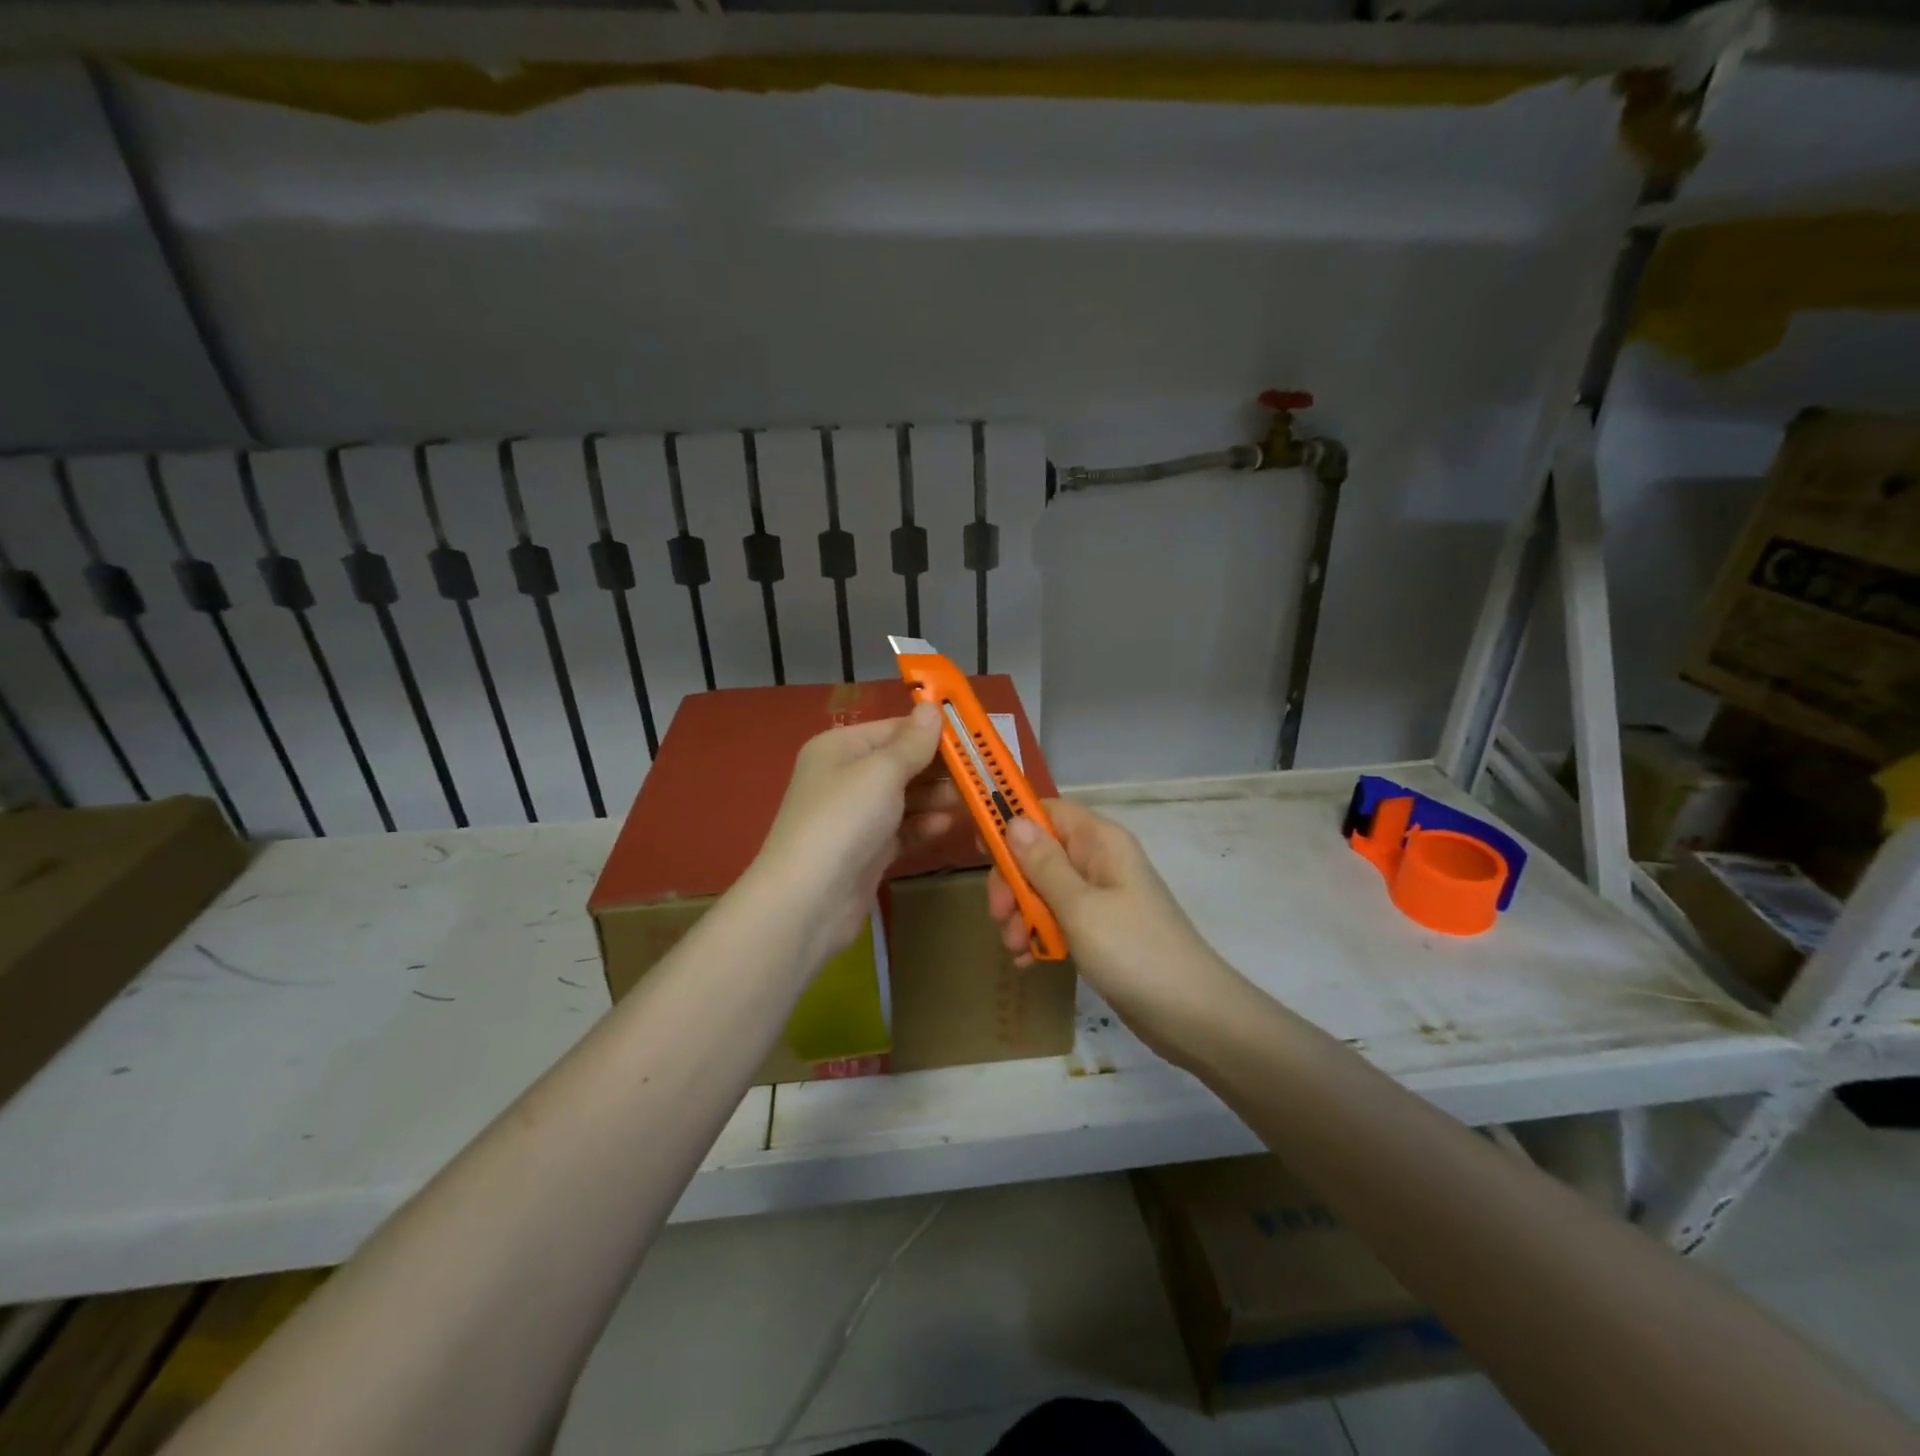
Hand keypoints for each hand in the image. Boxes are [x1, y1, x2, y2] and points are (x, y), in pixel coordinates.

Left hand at [748, 703, 959, 964]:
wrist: (809, 900)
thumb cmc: (844, 819)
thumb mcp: (881, 771)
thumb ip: (913, 742)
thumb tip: (931, 707)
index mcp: (840, 747)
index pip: (894, 728)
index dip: (932, 731)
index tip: (974, 737)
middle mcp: (845, 777)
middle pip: (901, 763)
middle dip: (939, 767)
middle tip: (981, 772)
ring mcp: (855, 816)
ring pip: (905, 798)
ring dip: (936, 797)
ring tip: (972, 799)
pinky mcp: (866, 851)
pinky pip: (901, 829)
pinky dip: (923, 825)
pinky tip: (948, 825)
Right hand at [987, 800, 1237, 1050]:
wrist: (1191, 1015)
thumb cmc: (1133, 951)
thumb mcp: (1079, 906)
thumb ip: (1043, 863)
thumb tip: (1013, 820)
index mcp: (1099, 842)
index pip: (1047, 811)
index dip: (1011, 824)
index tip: (982, 853)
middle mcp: (1099, 861)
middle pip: (1038, 854)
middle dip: (1013, 884)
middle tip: (1000, 917)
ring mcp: (1100, 896)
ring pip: (1043, 889)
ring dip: (1022, 915)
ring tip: (1016, 949)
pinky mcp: (1099, 929)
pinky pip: (1058, 919)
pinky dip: (1040, 935)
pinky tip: (1029, 962)